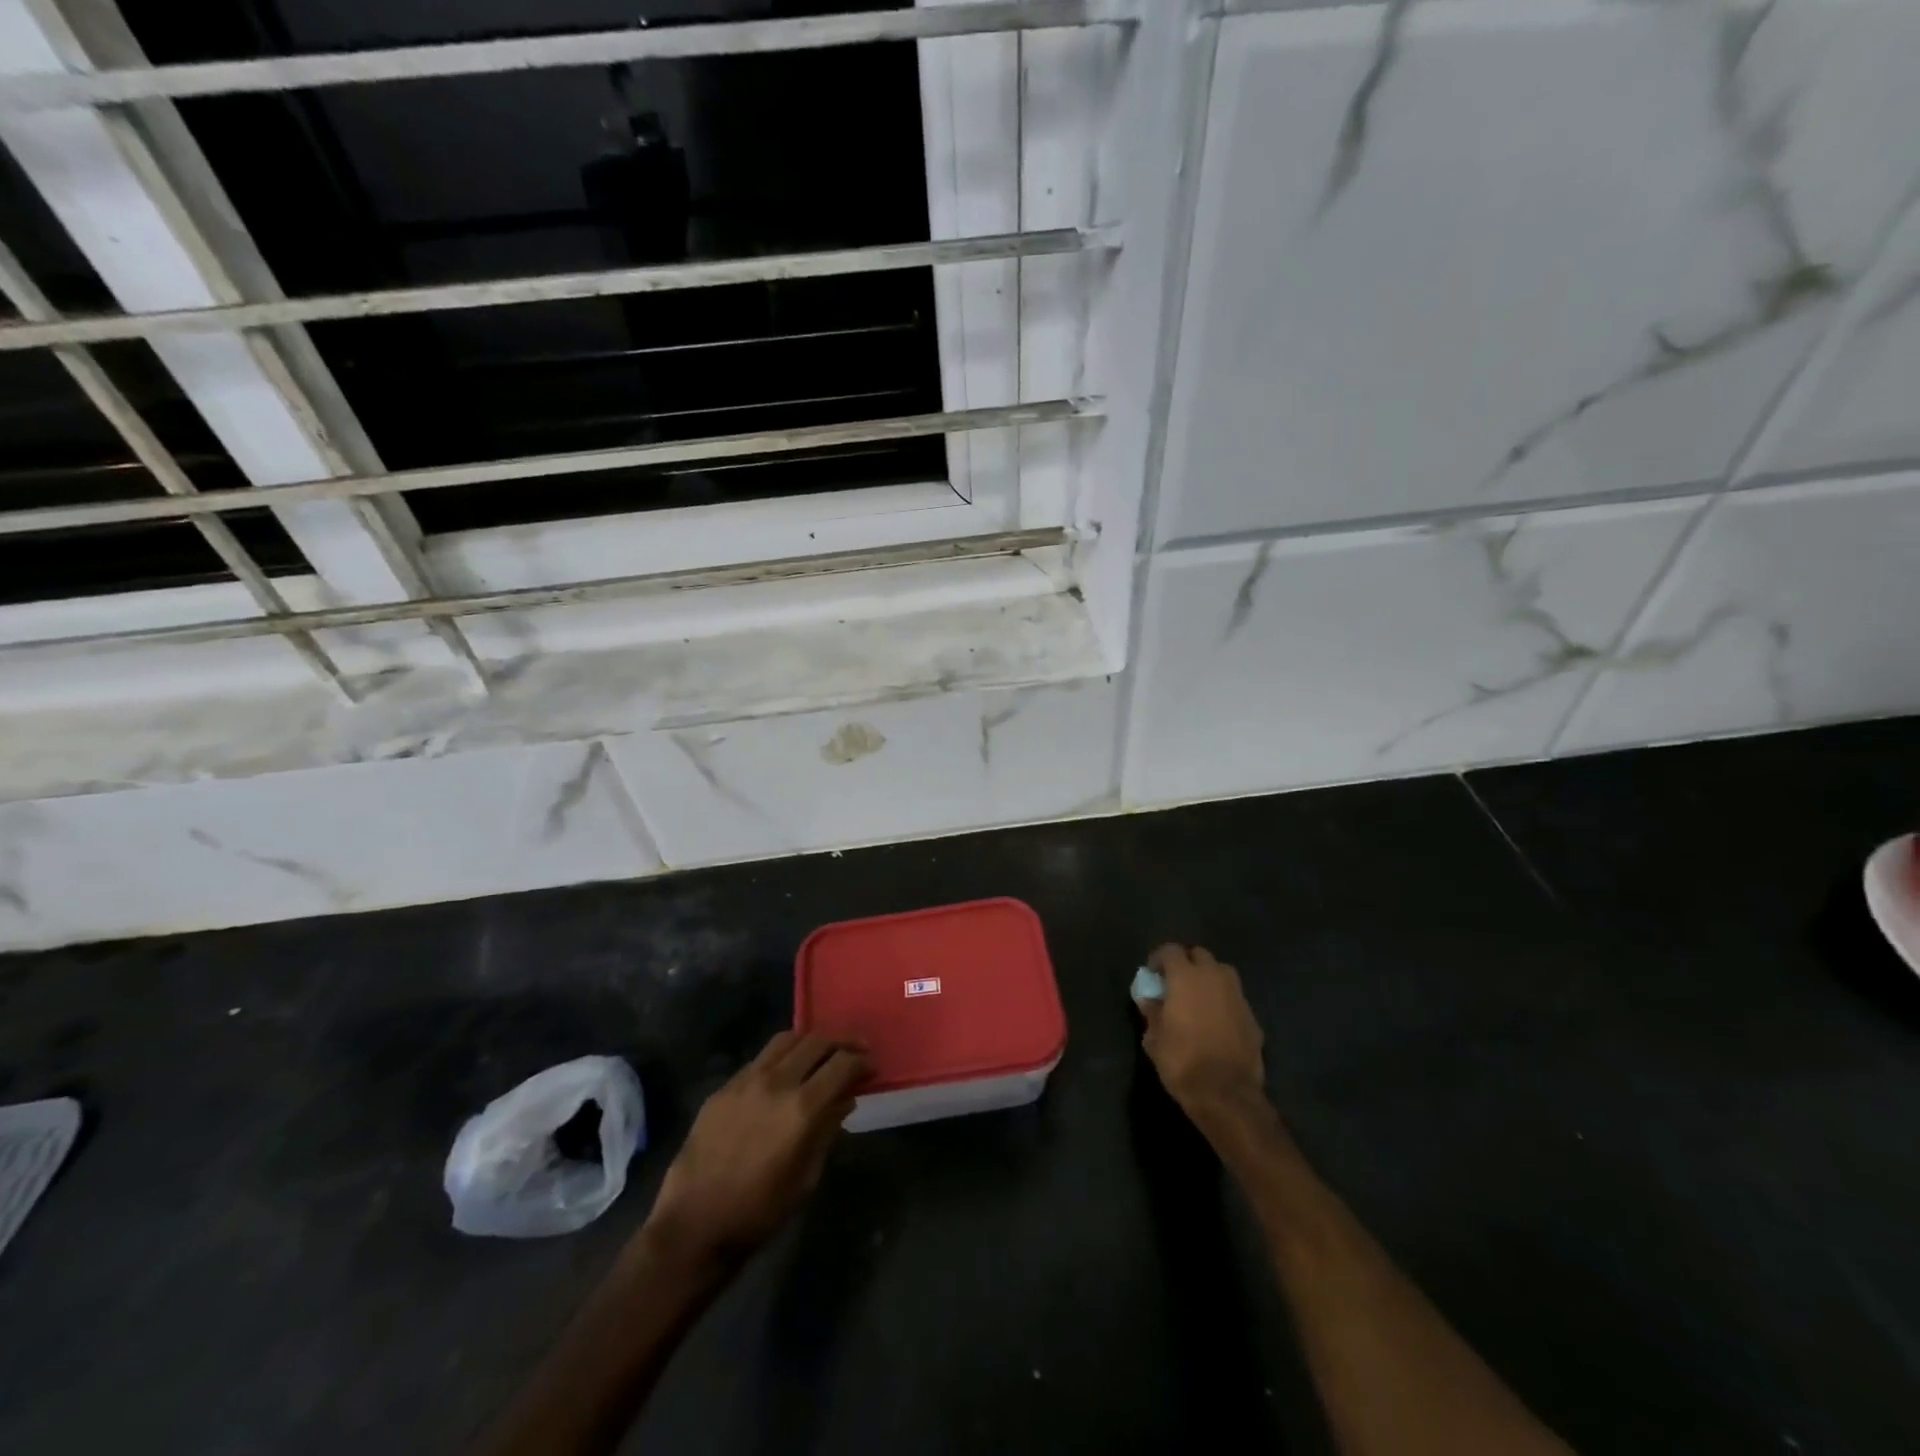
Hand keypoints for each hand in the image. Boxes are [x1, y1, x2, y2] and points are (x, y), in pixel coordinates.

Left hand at [643, 1031, 869, 1262]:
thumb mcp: (806, 1178)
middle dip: (841, 1043)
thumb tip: (844, 1101)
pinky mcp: (724, 1087)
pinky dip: (781, 1058)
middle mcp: (777, 1082)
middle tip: (854, 1052)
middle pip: (816, 1042)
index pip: (842, 1064)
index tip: (871, 1066)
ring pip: (786, 1040)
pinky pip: (760, 1058)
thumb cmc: (759, 1212)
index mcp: (802, 1108)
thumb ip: (827, 1131)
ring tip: (820, 1054)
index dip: (861, 1061)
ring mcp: (746, 1080)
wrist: (694, 1226)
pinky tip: (784, 1075)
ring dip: (810, 1042)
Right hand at [1136, 944, 1268, 1123]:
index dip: (1159, 959)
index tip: (1152, 974)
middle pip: (1199, 955)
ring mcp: (1237, 995)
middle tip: (1175, 984)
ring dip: (1208, 978)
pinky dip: (1223, 1001)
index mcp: (1186, 977)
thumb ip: (1152, 1012)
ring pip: (1221, 972)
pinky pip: (1234, 997)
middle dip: (1186, 963)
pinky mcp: (1252, 1016)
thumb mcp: (1155, 1038)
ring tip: (1197, 999)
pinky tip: (1216, 1022)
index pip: (1171, 950)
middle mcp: (1214, 977)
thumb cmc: (1182, 1061)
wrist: (1227, 1094)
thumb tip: (1149, 1000)